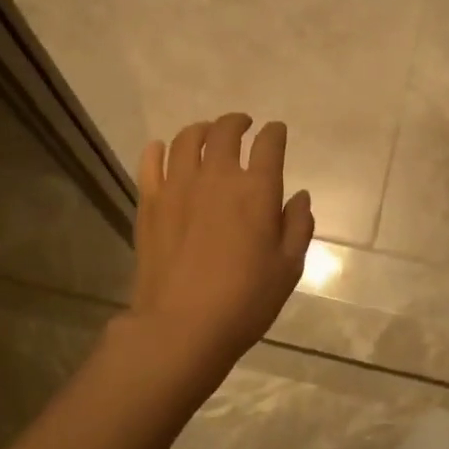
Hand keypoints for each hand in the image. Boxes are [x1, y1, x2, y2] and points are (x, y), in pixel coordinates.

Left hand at [132, 113, 314, 366]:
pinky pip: (151, 162)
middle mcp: (217, 177)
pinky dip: (160, 149)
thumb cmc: (245, 301)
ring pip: (187, 139)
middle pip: (225, 131)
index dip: (275, 133)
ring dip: (201, 130)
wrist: (181, 326)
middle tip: (243, 125)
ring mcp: (178, 186)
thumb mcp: (288, 268)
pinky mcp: (149, 202)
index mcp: (257, 190)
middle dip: (238, 122)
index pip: (269, 144)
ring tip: (207, 135)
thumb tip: (299, 196)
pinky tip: (164, 150)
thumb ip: (297, 225)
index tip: (276, 132)